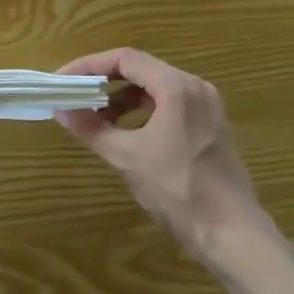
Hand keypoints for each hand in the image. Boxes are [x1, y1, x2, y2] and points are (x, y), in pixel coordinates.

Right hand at [57, 48, 262, 262]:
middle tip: (75, 96)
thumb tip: (61, 109)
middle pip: (141, 69)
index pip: (125, 59)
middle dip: (104, 81)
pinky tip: (126, 132)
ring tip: (96, 117)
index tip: (64, 80)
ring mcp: (207, 107)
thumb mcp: (127, 158)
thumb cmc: (178, 190)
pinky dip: (143, 111)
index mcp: (177, 87)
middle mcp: (195, 87)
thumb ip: (92, 128)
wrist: (233, 235)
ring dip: (123, 98)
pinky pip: (170, 104)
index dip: (89, 65)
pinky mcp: (211, 126)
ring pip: (156, 88)